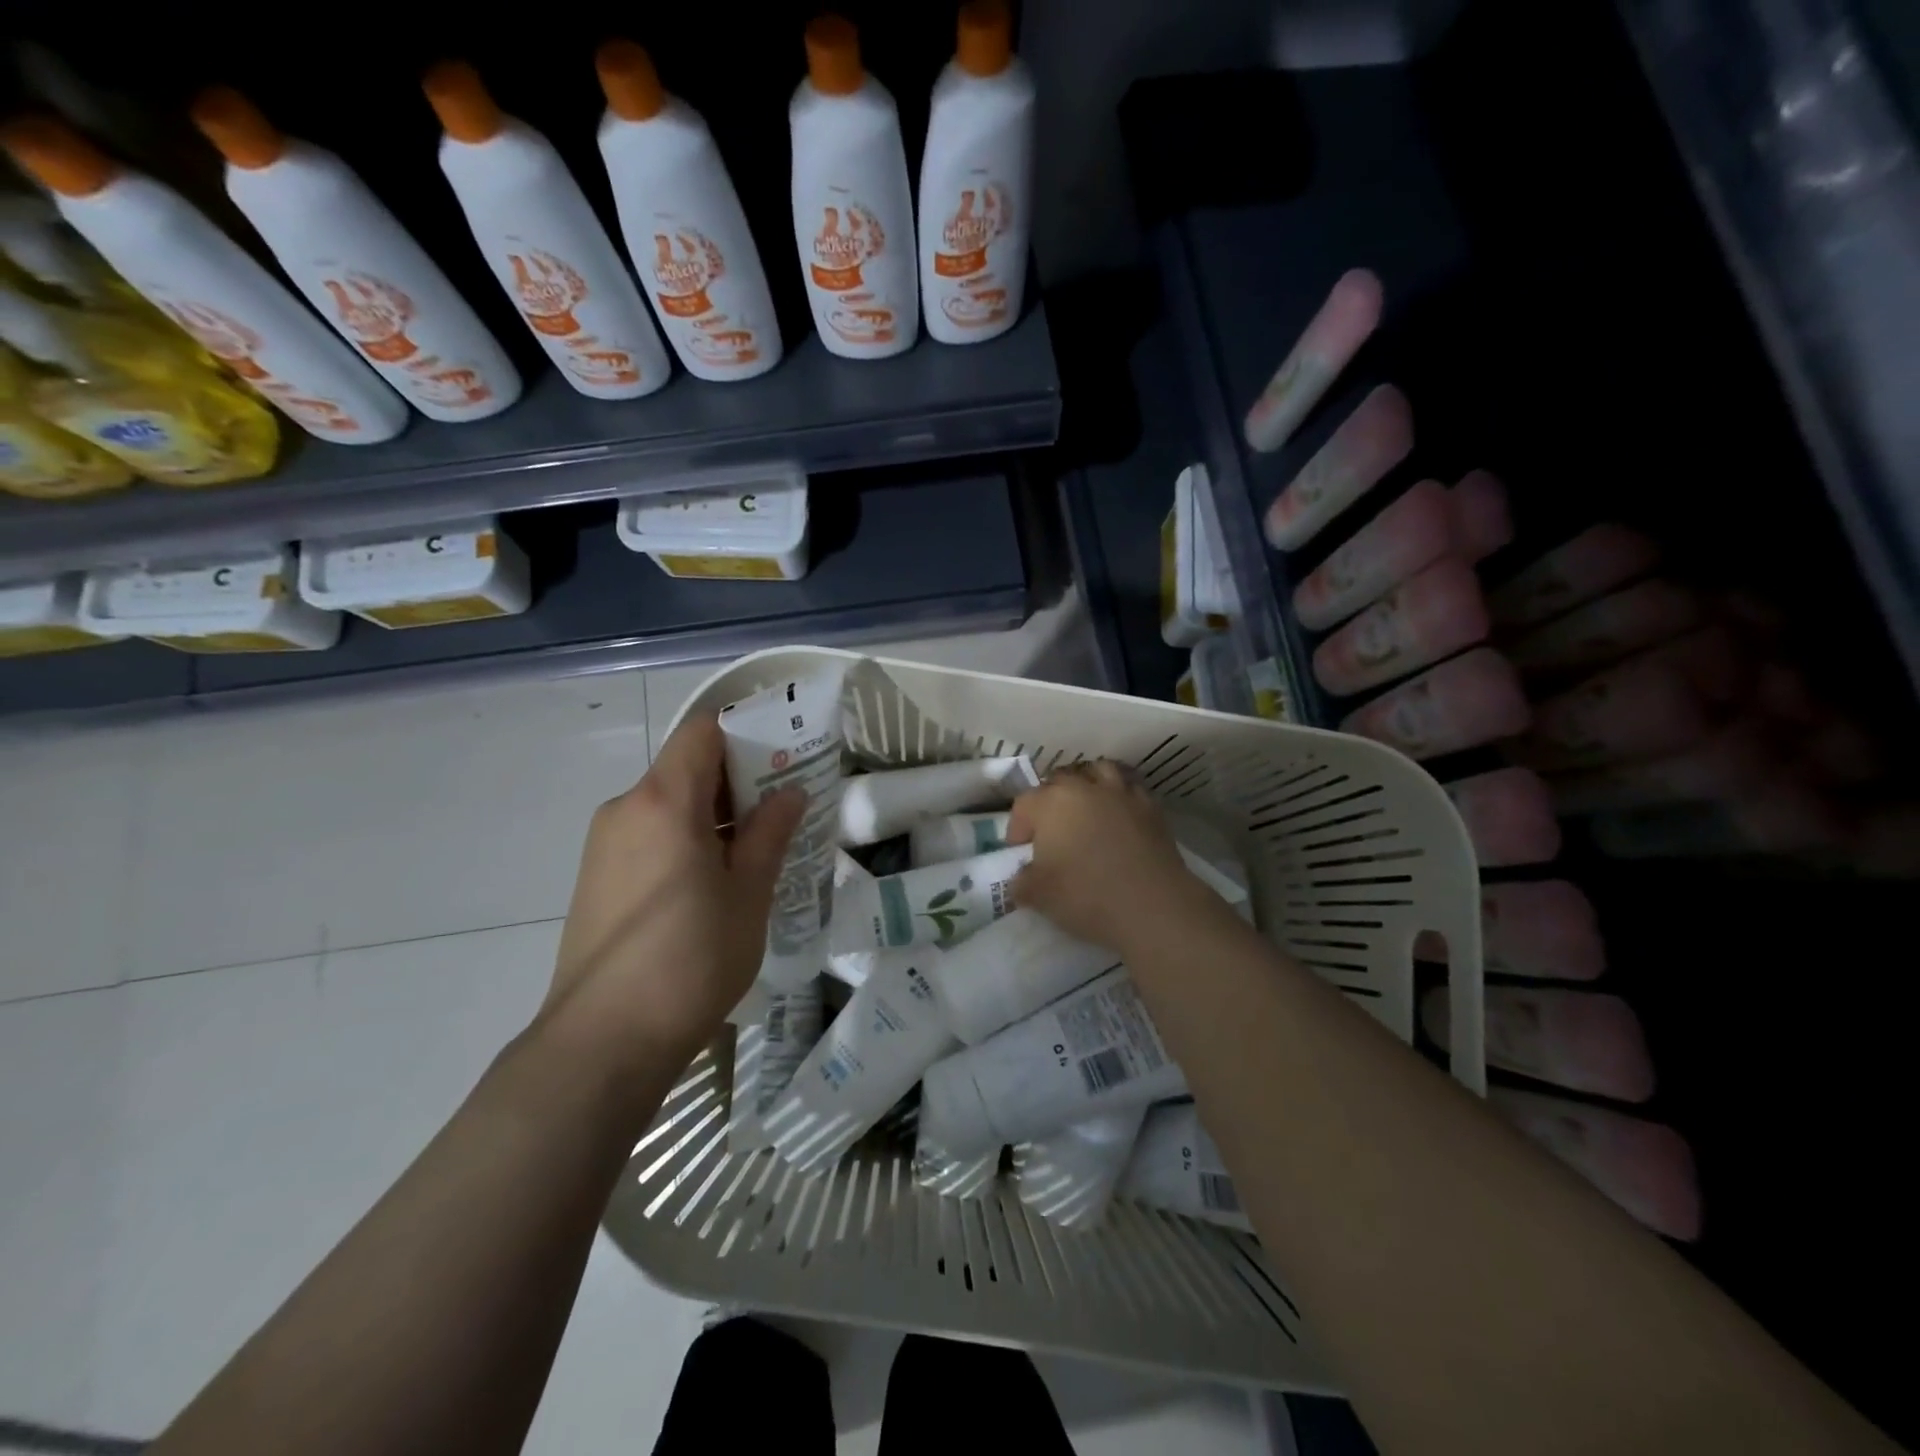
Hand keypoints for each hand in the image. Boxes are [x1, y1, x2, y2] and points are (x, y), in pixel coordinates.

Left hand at [540, 714, 804, 1080]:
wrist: (603, 1042)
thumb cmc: (691, 960)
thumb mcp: (747, 894)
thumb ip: (769, 833)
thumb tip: (789, 793)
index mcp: (663, 801)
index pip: (702, 731)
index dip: (745, 732)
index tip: (783, 757)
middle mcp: (626, 808)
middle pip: (686, 766)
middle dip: (737, 778)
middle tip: (782, 808)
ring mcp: (604, 843)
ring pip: (667, 802)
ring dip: (711, 813)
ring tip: (752, 851)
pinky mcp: (596, 876)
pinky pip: (649, 834)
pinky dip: (685, 838)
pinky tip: (712, 882)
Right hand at [1007, 761, 1209, 952]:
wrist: (1151, 906)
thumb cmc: (1085, 895)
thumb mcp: (1037, 895)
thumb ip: (1022, 882)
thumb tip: (1024, 878)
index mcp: (1052, 802)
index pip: (1024, 804)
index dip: (1017, 827)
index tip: (1020, 851)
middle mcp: (1086, 787)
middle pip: (1060, 780)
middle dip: (1049, 800)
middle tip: (1050, 829)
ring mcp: (1122, 793)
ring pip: (1099, 771)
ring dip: (1087, 784)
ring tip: (1085, 806)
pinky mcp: (1151, 807)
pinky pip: (1130, 788)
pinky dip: (1120, 795)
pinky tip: (1118, 815)